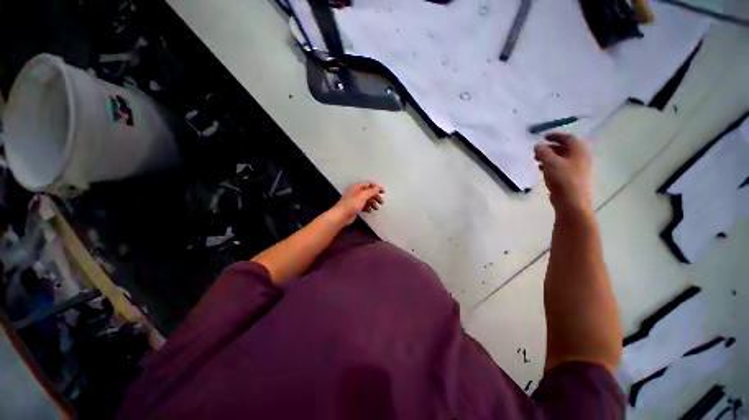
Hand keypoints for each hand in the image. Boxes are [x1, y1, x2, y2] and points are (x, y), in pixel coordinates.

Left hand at [330, 182, 384, 224]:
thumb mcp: (363, 196)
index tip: (382, 192)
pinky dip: (368, 207)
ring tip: (376, 207)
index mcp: (357, 187)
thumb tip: (378, 187)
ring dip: (372, 202)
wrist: (341, 216)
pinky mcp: (354, 207)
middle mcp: (355, 192)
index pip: (369, 184)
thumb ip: (371, 191)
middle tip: (381, 201)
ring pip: (366, 199)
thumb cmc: (351, 205)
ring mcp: (355, 200)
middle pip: (368, 192)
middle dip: (375, 196)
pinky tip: (369, 210)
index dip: (376, 187)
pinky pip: (363, 205)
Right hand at [534, 133, 592, 217]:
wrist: (572, 202)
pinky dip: (551, 166)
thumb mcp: (551, 163)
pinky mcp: (572, 179)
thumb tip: (537, 145)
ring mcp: (577, 170)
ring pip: (563, 159)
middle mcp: (581, 159)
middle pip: (566, 148)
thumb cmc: (563, 180)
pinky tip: (543, 171)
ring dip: (550, 157)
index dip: (556, 136)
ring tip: (537, 161)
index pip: (569, 138)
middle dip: (551, 148)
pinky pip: (561, 168)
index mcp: (579, 152)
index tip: (543, 137)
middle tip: (538, 151)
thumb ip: (543, 153)